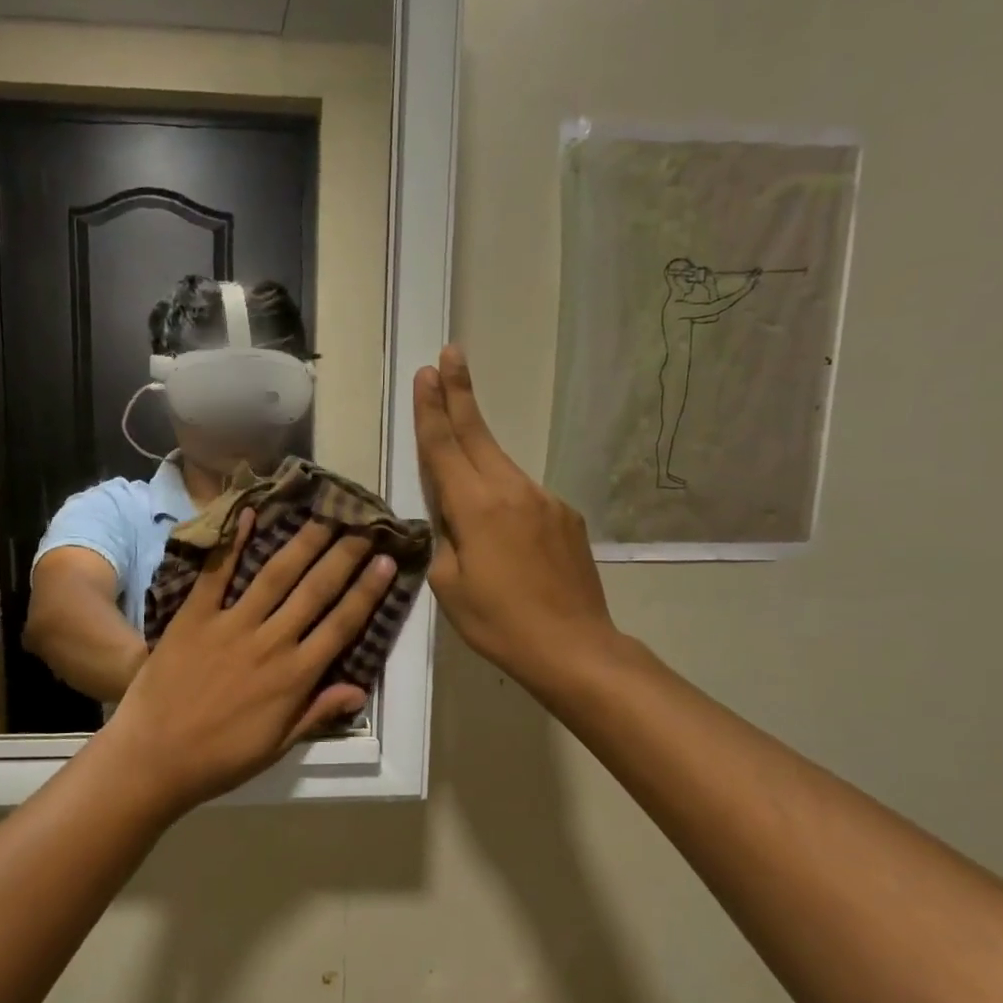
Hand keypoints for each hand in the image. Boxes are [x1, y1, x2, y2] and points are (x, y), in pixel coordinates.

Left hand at [107, 512, 395, 813]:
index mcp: (294, 676)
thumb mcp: (277, 746)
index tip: (386, 561)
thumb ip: (316, 712)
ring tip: (324, 515)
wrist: (154, 757)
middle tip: (363, 525)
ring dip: (303, 542)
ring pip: (275, 575)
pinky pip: (217, 573)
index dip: (367, 591)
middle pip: (315, 591)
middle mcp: (270, 642)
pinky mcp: (194, 616)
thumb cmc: (220, 759)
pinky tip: (249, 513)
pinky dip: (233, 542)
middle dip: (343, 556)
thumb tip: (358, 689)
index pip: (341, 625)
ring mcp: (231, 625)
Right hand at [414, 345, 616, 697]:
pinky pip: (523, 495)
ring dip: (477, 445)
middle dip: (459, 394)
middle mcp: (512, 491)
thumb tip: (449, 518)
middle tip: (449, 354)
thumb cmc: (500, 622)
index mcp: (476, 507)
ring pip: (500, 464)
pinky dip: (502, 495)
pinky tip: (500, 528)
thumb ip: (444, 539)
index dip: (432, 409)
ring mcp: (544, 501)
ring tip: (459, 435)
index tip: (427, 372)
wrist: (575, 648)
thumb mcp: (449, 585)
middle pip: (477, 434)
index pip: (445, 447)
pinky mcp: (565, 516)